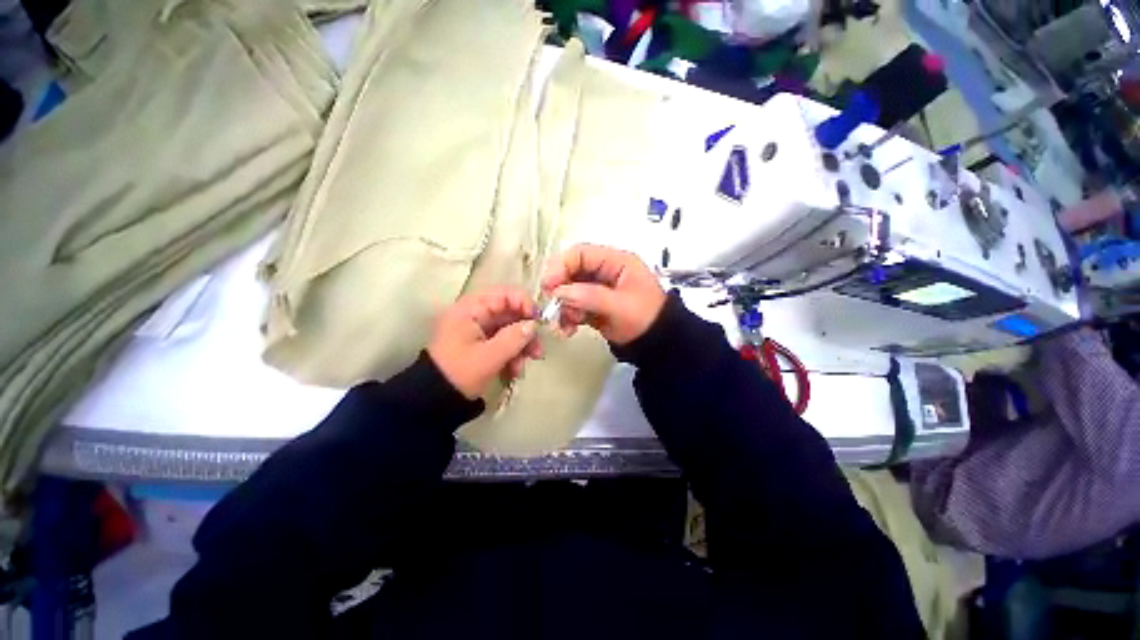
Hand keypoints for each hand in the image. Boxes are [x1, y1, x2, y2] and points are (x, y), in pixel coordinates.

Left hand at [427, 288, 542, 398]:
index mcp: (471, 309)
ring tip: (527, 364)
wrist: (434, 400)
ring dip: (522, 345)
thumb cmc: (459, 373)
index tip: (538, 321)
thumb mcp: (489, 357)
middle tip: (538, 349)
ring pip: (510, 329)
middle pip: (510, 313)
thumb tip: (534, 325)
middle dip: (526, 331)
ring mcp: (479, 330)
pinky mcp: (482, 344)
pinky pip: (504, 342)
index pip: (504, 294)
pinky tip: (515, 370)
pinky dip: (513, 353)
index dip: (524, 303)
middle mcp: (475, 314)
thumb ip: (514, 338)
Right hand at [541, 244, 666, 344]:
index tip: (548, 285)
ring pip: (570, 290)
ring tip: (565, 324)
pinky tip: (568, 329)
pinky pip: (573, 305)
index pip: (581, 253)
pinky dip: (567, 316)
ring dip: (563, 306)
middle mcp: (604, 271)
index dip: (561, 266)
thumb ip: (590, 296)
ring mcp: (598, 289)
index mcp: (616, 262)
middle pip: (572, 271)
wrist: (656, 344)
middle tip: (552, 305)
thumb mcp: (620, 306)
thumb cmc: (645, 319)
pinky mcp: (593, 305)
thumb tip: (560, 292)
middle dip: (560, 289)